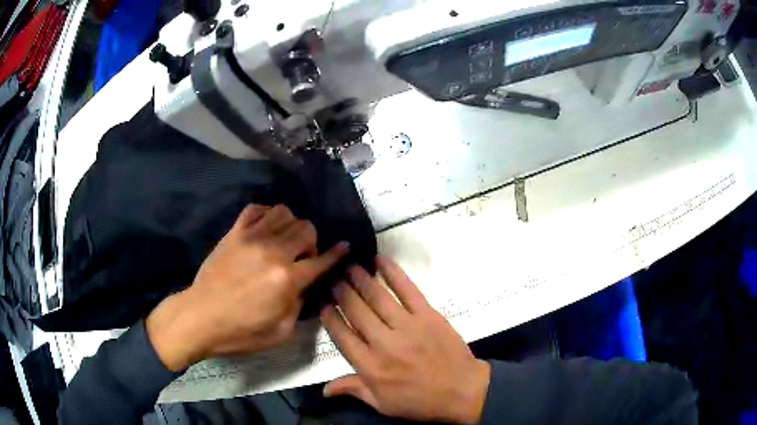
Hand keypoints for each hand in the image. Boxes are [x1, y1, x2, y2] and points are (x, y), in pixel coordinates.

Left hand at [146, 204, 348, 371]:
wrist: (200, 317)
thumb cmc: (241, 332)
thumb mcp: (280, 332)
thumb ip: (299, 306)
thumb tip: (305, 286)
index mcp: (287, 280)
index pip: (321, 260)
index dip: (337, 253)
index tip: (345, 246)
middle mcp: (273, 252)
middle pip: (306, 229)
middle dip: (312, 242)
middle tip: (302, 258)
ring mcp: (251, 238)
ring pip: (284, 213)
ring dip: (291, 226)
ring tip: (283, 241)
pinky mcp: (234, 232)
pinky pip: (256, 209)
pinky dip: (267, 214)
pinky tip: (265, 228)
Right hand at [320, 256, 489, 423]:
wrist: (462, 391)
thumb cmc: (419, 401)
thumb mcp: (383, 404)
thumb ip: (353, 390)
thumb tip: (324, 389)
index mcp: (371, 367)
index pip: (342, 336)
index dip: (329, 317)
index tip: (322, 304)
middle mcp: (385, 344)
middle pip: (356, 312)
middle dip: (341, 292)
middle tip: (332, 279)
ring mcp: (408, 327)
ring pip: (378, 297)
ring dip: (361, 279)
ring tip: (349, 266)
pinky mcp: (428, 315)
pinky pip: (408, 290)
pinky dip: (393, 273)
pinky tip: (381, 260)